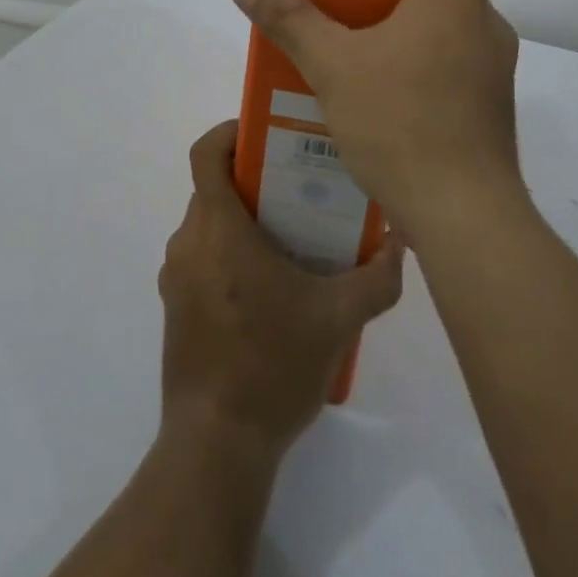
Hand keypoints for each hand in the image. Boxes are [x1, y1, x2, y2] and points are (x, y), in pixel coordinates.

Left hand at [159, 122, 404, 455]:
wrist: (217, 444)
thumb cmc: (273, 365)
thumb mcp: (339, 319)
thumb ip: (377, 277)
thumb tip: (401, 243)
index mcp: (218, 230)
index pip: (207, 154)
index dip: (230, 132)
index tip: (265, 134)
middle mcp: (188, 243)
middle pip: (215, 189)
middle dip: (254, 181)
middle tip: (300, 189)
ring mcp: (177, 278)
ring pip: (210, 226)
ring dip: (244, 222)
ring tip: (293, 240)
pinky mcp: (176, 308)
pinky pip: (203, 259)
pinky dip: (231, 254)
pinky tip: (271, 290)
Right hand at [225, 0, 521, 243]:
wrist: (468, 223)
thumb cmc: (407, 127)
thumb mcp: (334, 68)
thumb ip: (288, 18)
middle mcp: (482, 19)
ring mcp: (489, 62)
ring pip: (452, 8)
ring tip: (362, 3)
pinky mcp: (485, 99)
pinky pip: (450, 47)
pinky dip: (419, 38)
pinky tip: (379, 66)